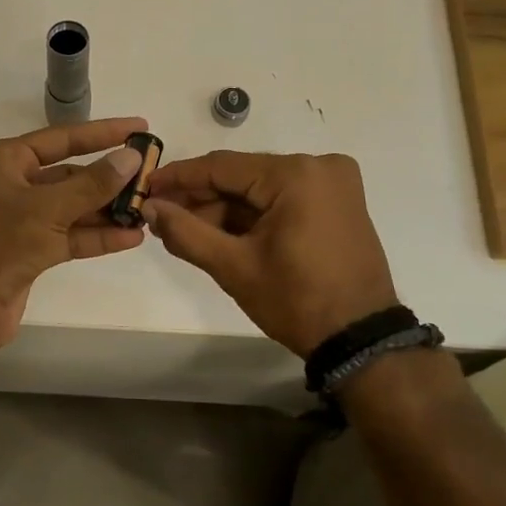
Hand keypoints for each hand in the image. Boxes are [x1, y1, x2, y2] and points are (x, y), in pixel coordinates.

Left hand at [0, 117, 149, 352]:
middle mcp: (12, 184)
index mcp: (5, 160)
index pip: (62, 138)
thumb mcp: (49, 208)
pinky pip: (69, 235)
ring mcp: (21, 220)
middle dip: (109, 178)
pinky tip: (131, 237)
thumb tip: (131, 156)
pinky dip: (96, 236)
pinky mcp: (30, 251)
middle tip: (150, 177)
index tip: (139, 127)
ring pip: (72, 207)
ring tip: (147, 209)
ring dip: (107, 210)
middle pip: (70, 174)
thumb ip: (93, 183)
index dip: (103, 132)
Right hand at [143, 151, 397, 356]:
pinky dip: (252, 215)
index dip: (179, 177)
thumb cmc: (296, 300)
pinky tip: (220, 233)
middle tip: (161, 216)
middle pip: (242, 176)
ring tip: (184, 230)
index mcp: (296, 174)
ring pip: (260, 188)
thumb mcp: (233, 266)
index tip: (145, 187)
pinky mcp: (338, 202)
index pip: (222, 166)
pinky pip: (282, 198)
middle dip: (201, 198)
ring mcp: (333, 183)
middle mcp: (319, 166)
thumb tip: (149, 208)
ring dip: (224, 208)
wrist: (359, 338)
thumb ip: (185, 232)